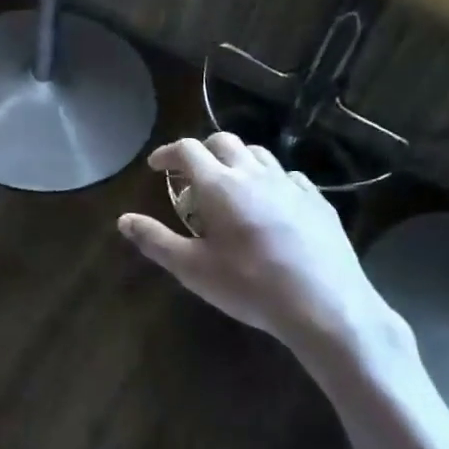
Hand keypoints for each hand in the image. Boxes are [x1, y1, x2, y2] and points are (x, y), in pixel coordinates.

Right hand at [118, 134, 412, 385]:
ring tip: (229, 186)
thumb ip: (155, 240)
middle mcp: (254, 174)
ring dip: (236, 161)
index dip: (167, 153)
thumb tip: (123, 219)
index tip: (156, 166)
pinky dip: (269, 180)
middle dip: (201, 151)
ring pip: (258, 154)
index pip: (187, 149)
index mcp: (219, 185)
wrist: (325, 306)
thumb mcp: (192, 269)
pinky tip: (269, 204)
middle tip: (190, 176)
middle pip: (223, 142)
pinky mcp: (318, 201)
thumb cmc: (250, 286)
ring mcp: (290, 185)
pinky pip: (287, 176)